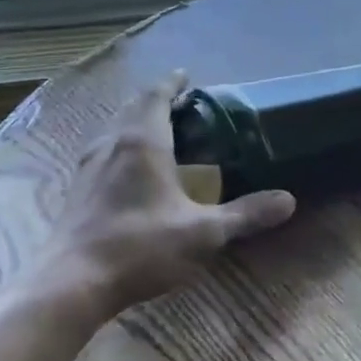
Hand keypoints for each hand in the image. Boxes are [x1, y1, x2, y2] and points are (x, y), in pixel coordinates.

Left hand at [24, 72, 295, 331]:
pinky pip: (103, 151)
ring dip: (135, 121)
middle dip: (155, 100)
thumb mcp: (204, 232)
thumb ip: (246, 214)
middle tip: (182, 106)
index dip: (172, 84)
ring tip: (159, 131)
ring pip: (114, 129)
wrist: (71, 283)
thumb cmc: (141, 247)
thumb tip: (289, 200)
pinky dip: (121, 145)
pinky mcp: (77, 190)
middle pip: (132, 108)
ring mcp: (89, 167)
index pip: (155, 96)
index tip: (187, 76)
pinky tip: (131, 169)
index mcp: (143, 142)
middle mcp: (112, 145)